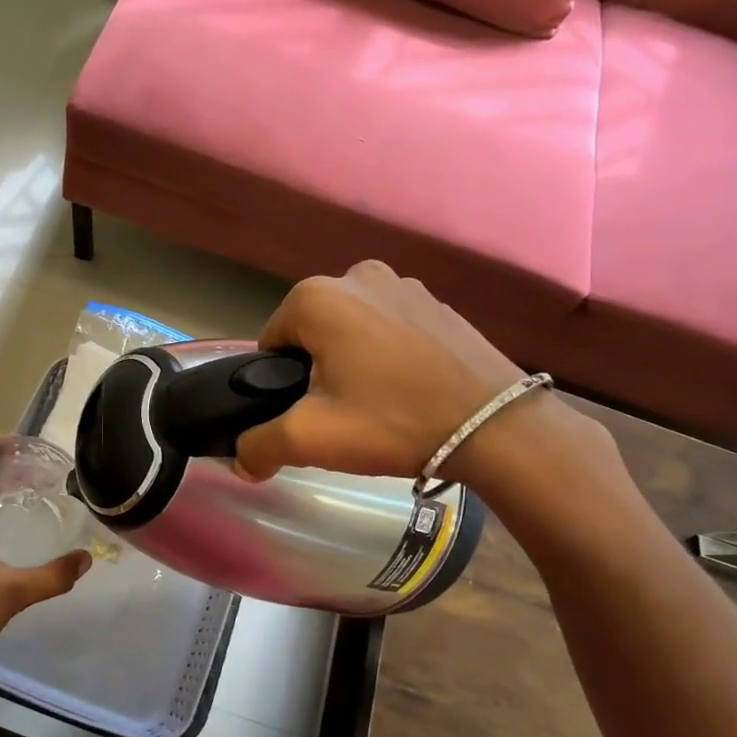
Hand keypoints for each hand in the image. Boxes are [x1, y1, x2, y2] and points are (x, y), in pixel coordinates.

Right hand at [235, 261, 528, 483]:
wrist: (497, 426)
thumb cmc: (393, 420)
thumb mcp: (311, 439)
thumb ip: (258, 445)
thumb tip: (239, 461)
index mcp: (316, 297)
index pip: (271, 343)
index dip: (281, 383)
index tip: (309, 413)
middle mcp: (356, 275)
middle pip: (311, 332)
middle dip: (318, 369)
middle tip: (344, 413)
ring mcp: (403, 283)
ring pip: (351, 328)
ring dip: (353, 359)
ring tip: (380, 403)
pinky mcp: (438, 302)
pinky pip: (391, 326)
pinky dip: (389, 352)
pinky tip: (410, 388)